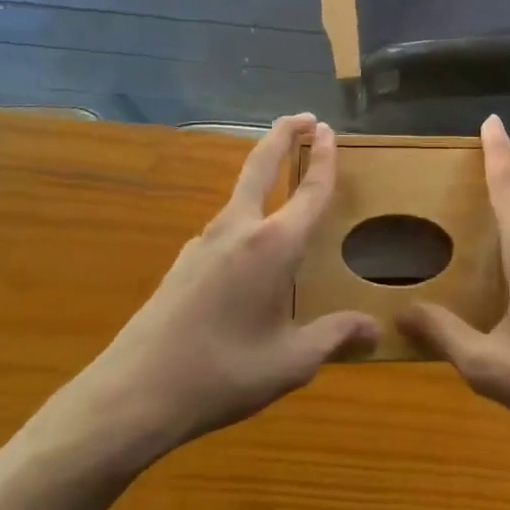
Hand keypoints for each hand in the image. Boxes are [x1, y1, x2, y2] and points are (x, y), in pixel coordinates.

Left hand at [28, 115, 378, 473]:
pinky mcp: (184, 260)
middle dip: (283, 134)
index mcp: (273, 246)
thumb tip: (374, 329)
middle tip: (304, 118)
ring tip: (285, 184)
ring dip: (263, 173)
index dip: (323, 158)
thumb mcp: (290, 362)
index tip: (328, 130)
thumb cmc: (223, 373)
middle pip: (261, 164)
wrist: (135, 391)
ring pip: (240, 193)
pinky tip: (252, 249)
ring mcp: (205, 241)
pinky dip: (246, 213)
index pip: (309, 191)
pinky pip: (225, 225)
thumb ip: (334, 337)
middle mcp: (239, 229)